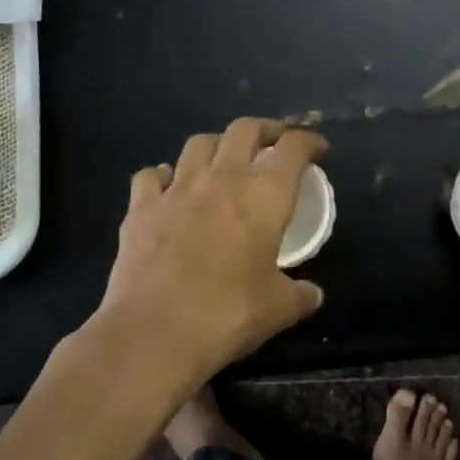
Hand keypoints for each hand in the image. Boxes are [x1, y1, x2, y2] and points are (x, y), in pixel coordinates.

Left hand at [93, 117, 327, 388]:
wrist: (156, 330)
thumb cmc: (229, 314)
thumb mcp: (279, 308)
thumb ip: (300, 295)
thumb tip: (312, 294)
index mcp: (265, 196)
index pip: (293, 148)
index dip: (309, 141)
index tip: (318, 149)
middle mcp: (222, 179)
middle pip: (245, 129)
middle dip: (265, 129)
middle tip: (274, 143)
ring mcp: (177, 189)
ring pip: (199, 143)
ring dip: (217, 145)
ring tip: (223, 160)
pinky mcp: (141, 208)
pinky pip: (152, 175)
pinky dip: (164, 176)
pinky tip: (169, 187)